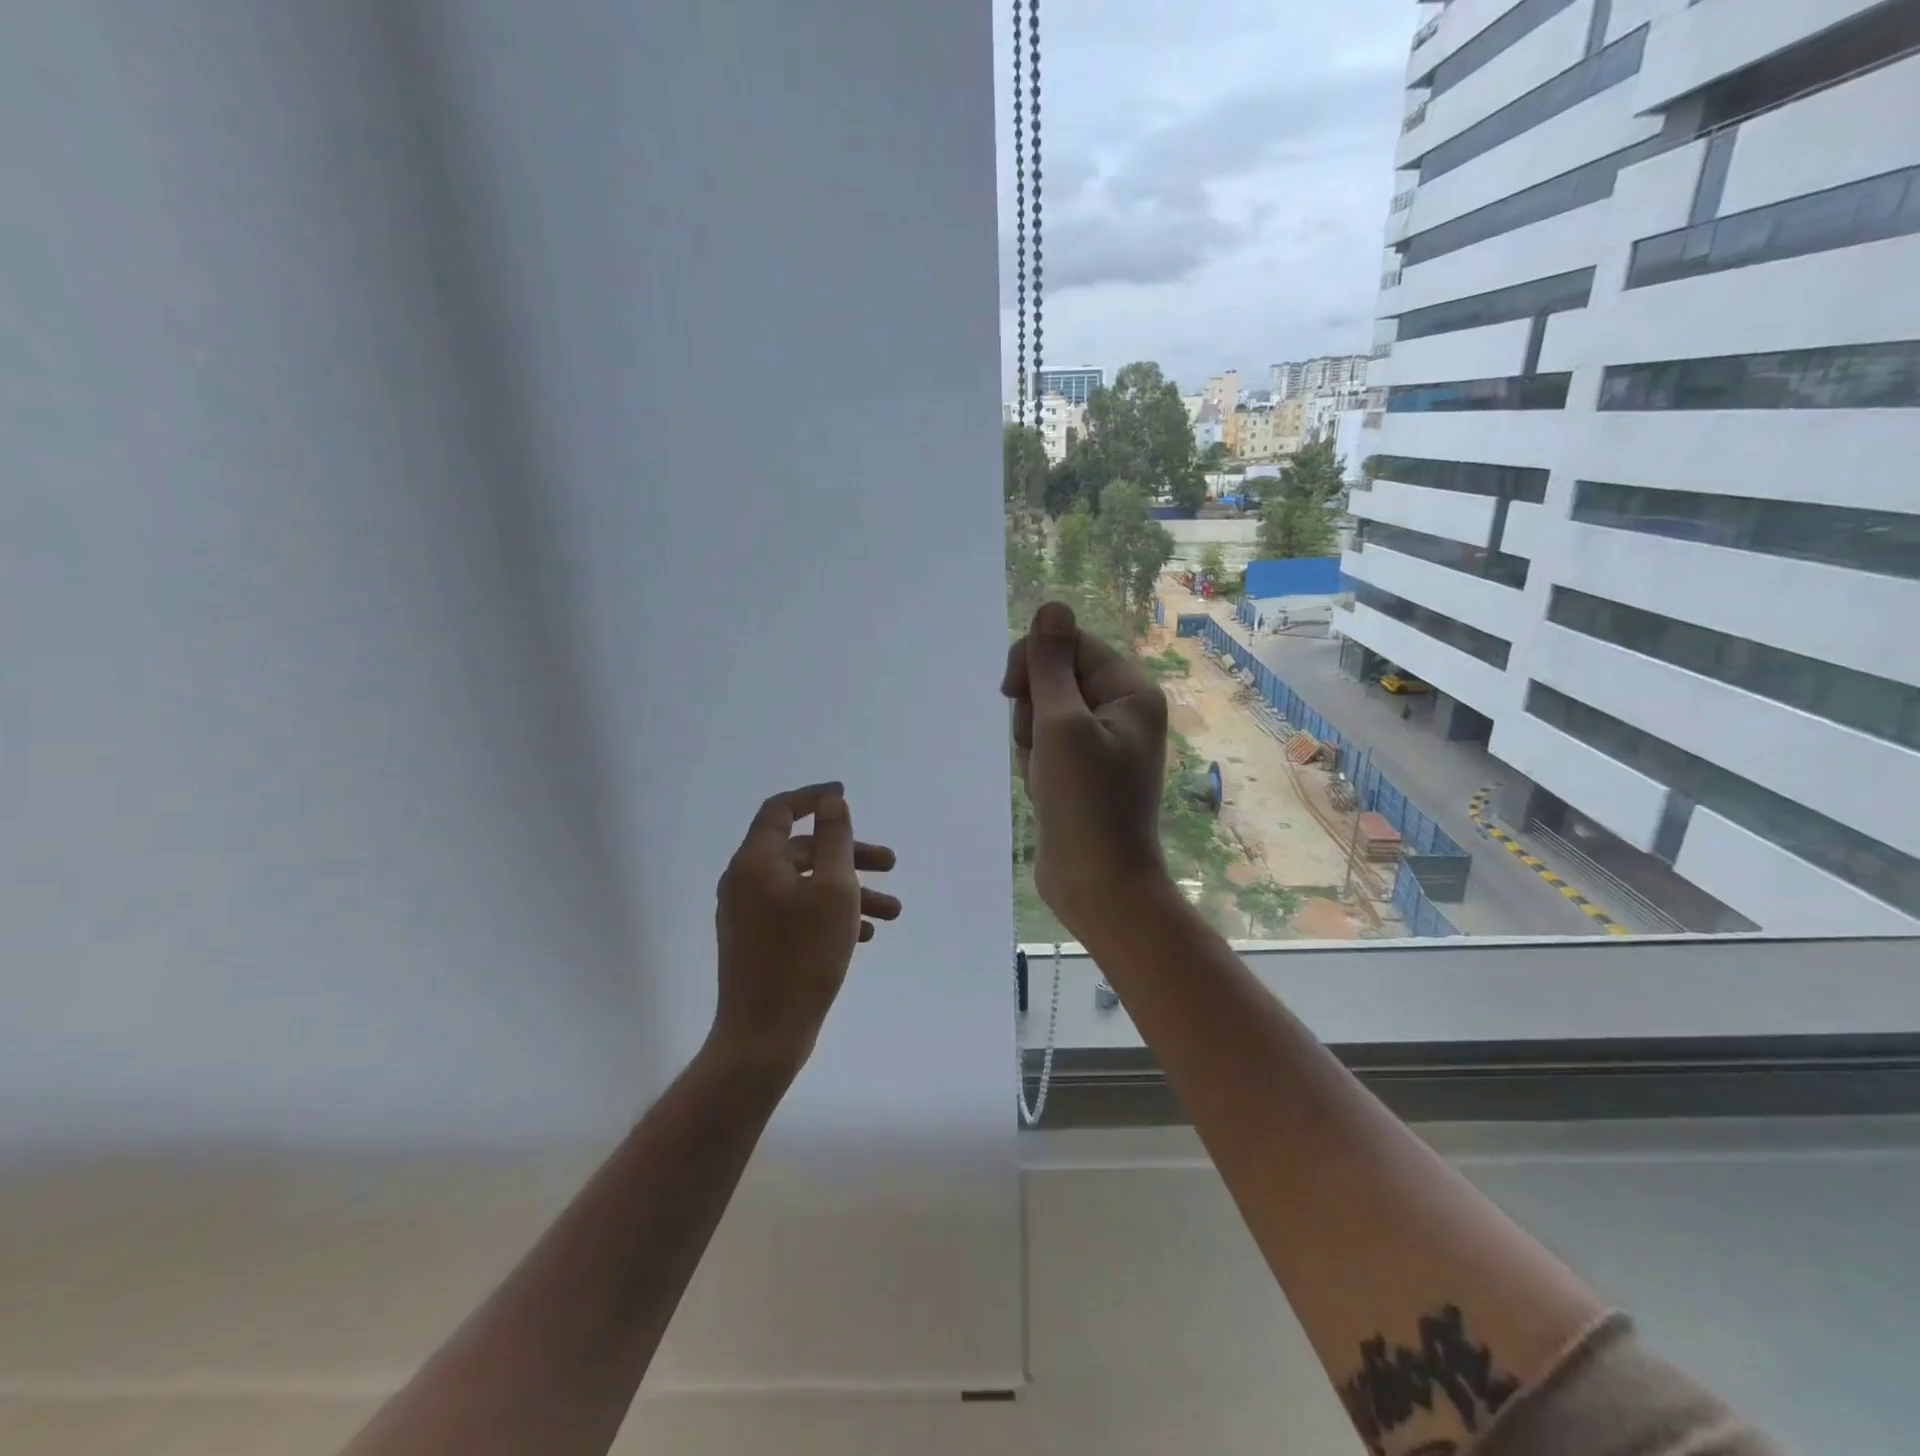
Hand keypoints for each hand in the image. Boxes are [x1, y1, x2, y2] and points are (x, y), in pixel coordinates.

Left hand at [712, 783, 900, 1069]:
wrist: (763, 1035)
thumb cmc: (803, 956)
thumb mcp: (833, 890)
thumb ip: (835, 838)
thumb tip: (830, 801)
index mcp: (756, 861)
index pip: (781, 810)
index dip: (814, 798)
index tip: (845, 796)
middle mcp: (745, 880)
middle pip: (802, 851)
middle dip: (850, 854)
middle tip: (890, 864)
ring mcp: (747, 913)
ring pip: (805, 886)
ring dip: (848, 890)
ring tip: (892, 912)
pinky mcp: (755, 941)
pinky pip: (796, 912)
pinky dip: (829, 914)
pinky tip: (865, 934)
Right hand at [1001, 602, 1169, 930]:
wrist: (1098, 885)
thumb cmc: (1085, 803)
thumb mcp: (1062, 724)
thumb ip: (1051, 664)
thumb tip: (1051, 605)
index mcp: (1131, 692)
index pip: (1071, 645)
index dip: (1035, 662)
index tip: (1010, 691)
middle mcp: (1122, 712)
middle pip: (1056, 680)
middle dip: (1034, 711)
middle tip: (1042, 749)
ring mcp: (1103, 745)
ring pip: (1045, 715)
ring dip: (1032, 742)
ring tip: (1046, 778)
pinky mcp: (1083, 772)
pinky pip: (1047, 746)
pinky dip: (1036, 764)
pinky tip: (1044, 792)